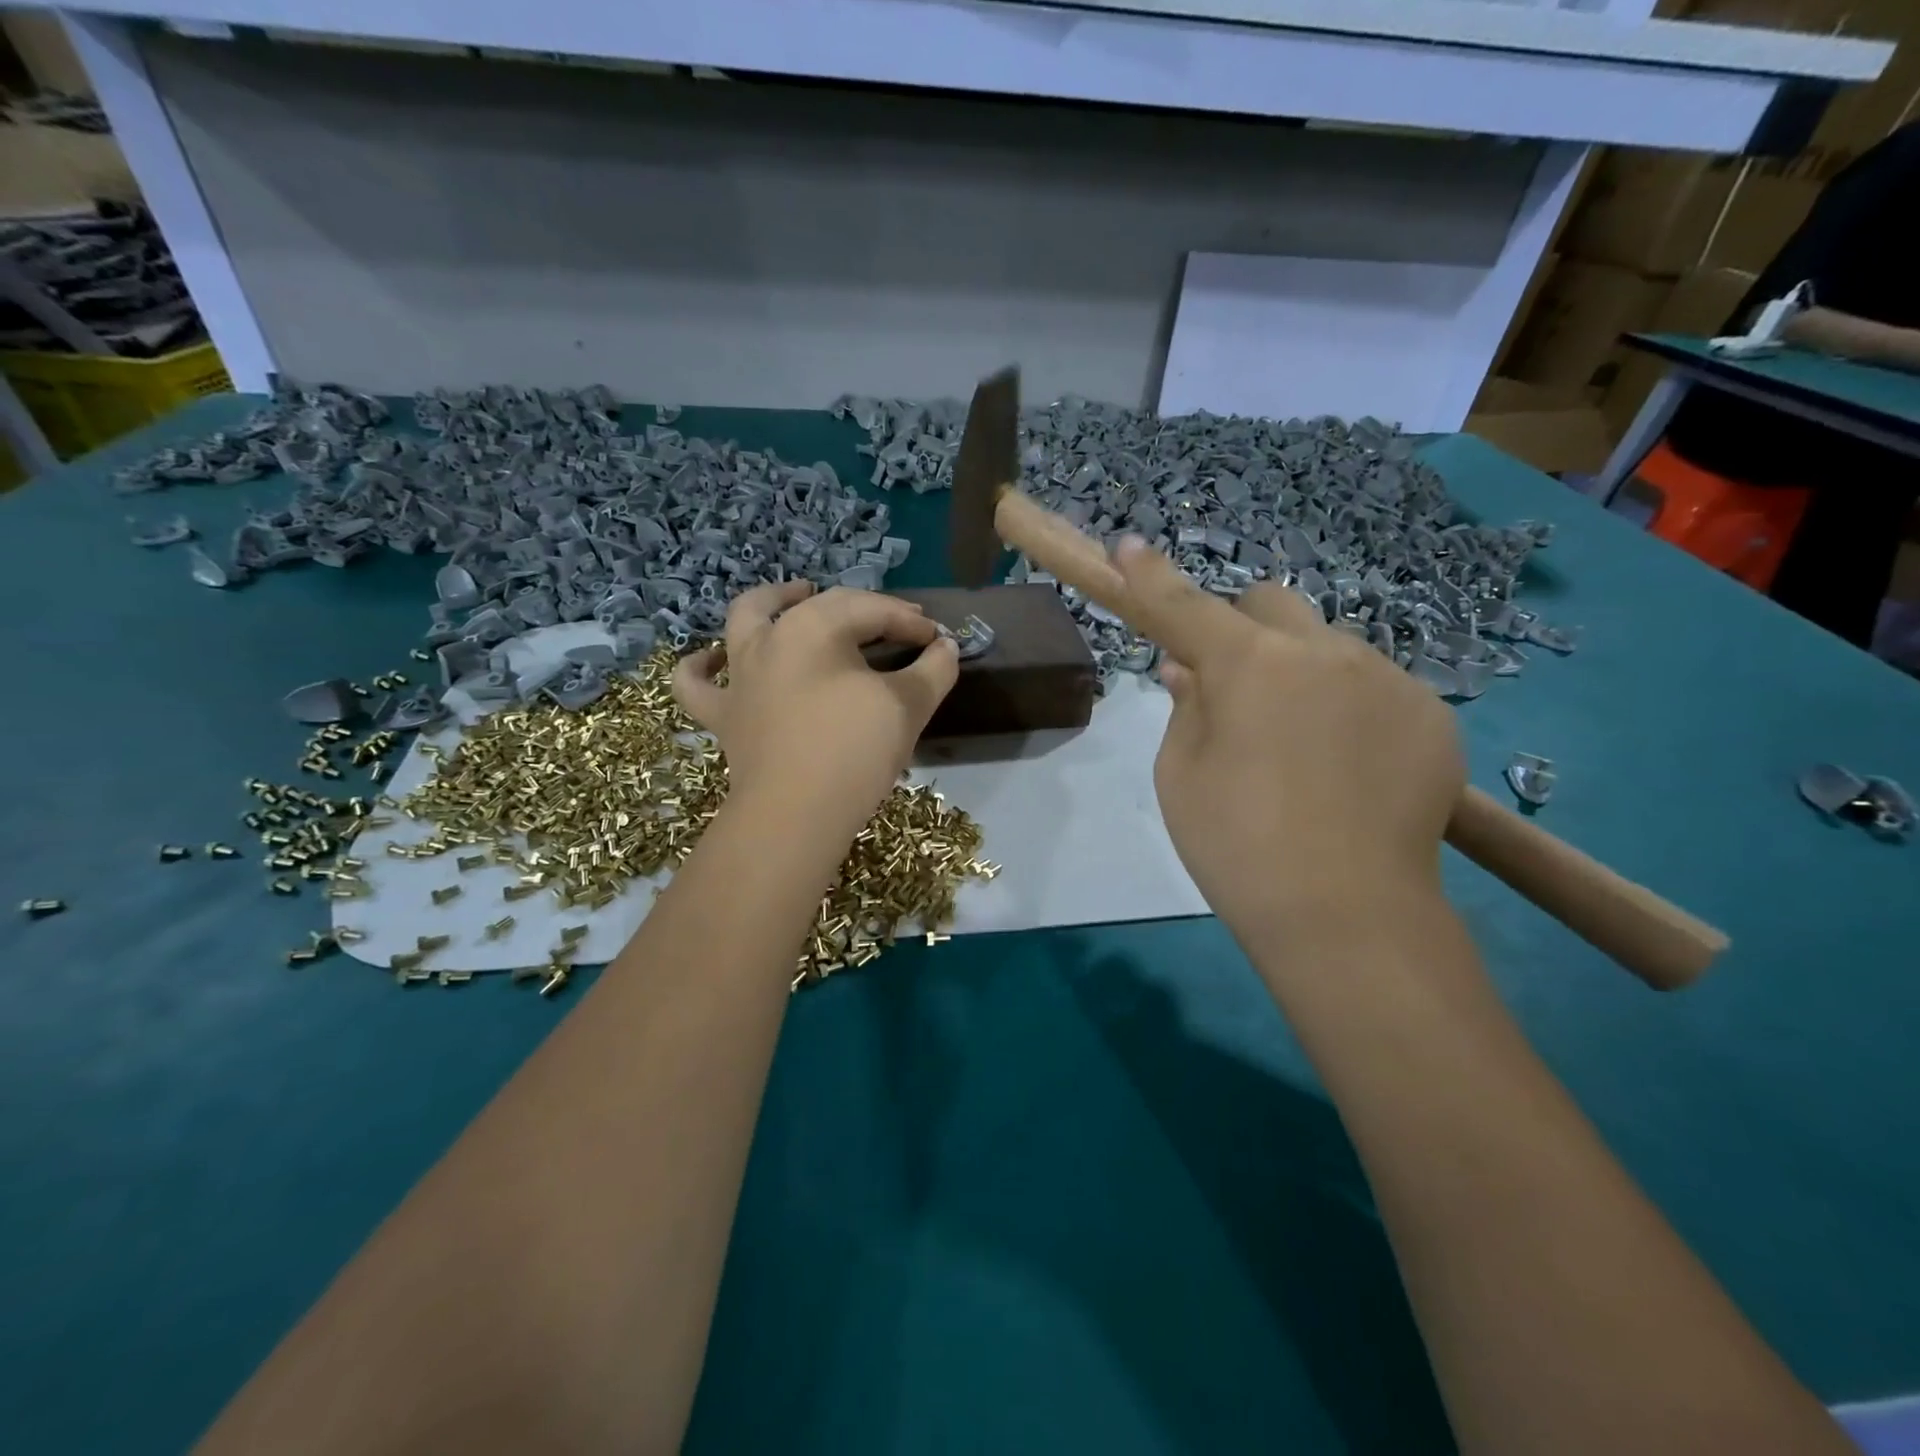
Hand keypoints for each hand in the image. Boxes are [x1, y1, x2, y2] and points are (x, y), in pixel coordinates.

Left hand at [673, 582, 959, 836]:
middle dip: (865, 609)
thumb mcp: (908, 706)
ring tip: (799, 596)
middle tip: (897, 625)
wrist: (796, 815)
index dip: (911, 620)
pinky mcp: (722, 713)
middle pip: (821, 606)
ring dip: (774, 600)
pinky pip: (696, 682)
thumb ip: (934, 669)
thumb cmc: (855, 751)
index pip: (873, 610)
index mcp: (815, 627)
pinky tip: (714, 658)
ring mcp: (739, 674)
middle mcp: (769, 637)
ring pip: (746, 618)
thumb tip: (945, 647)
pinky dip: (702, 666)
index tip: (938, 638)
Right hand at [1112, 537, 1464, 942]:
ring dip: (1302, 673)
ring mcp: (1388, 679)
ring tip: (1302, 749)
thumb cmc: (1237, 846)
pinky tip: (1348, 769)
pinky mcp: (1432, 715)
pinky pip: (1375, 688)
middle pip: (1273, 604)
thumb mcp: (1180, 775)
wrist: (1348, 915)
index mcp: (1250, 665)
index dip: (1151, 576)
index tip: (1129, 547)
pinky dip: (1349, 709)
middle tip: (1234, 687)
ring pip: (1329, 647)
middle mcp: (1324, 652)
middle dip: (1244, 629)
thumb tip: (1191, 670)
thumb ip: (1185, 706)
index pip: (1186, 605)